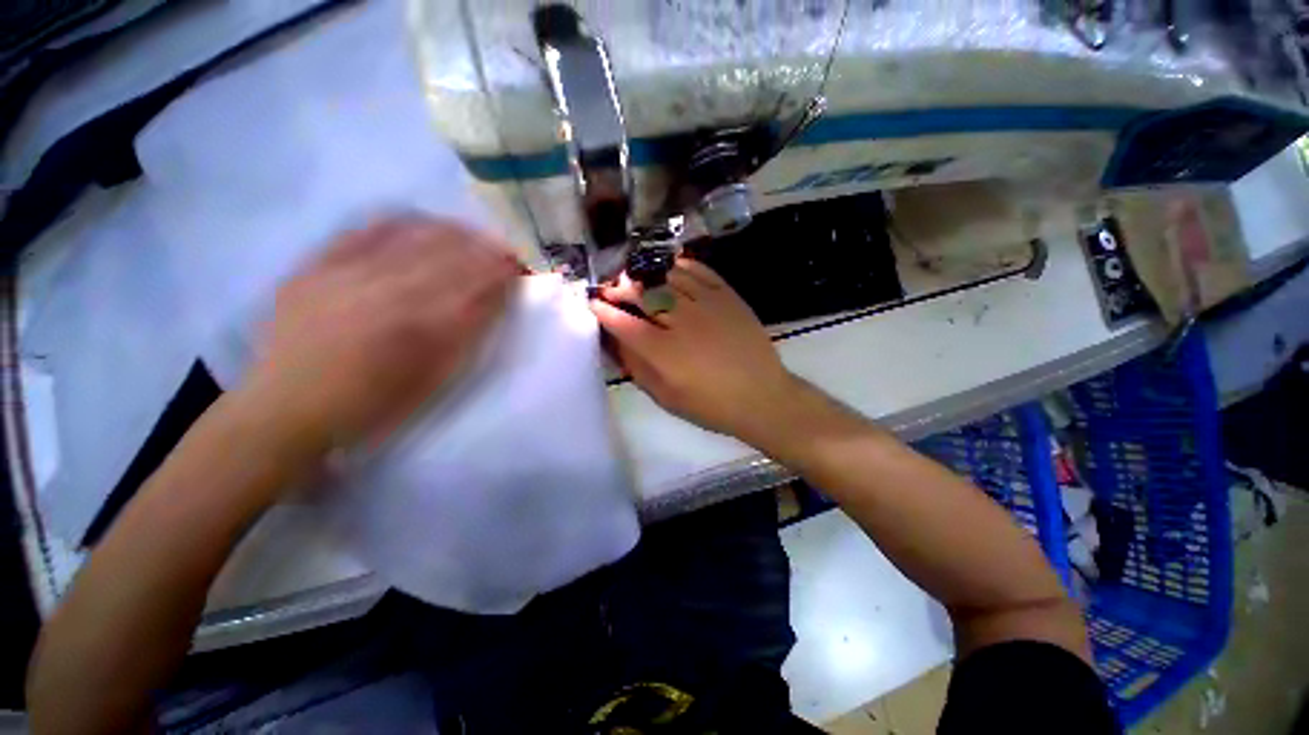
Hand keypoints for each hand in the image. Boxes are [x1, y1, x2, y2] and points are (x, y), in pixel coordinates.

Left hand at [242, 216, 516, 455]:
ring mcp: (346, 271)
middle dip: (484, 247)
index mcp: (418, 324)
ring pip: (412, 235)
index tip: (522, 264)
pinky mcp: (317, 264)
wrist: (287, 408)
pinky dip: (401, 222)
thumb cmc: (373, 404)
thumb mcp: (433, 378)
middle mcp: (385, 289)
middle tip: (505, 247)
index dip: (501, 270)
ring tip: (472, 235)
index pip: (473, 284)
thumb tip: (493, 299)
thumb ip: (466, 334)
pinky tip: (421, 222)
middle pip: (448, 254)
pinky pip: (366, 229)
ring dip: (452, 232)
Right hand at [590, 258, 800, 442]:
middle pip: (642, 293)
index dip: (604, 311)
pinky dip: (680, 266)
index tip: (594, 304)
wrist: (761, 396)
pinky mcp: (728, 296)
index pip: (624, 323)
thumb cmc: (710, 405)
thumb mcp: (665, 397)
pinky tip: (670, 269)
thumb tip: (618, 341)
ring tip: (636, 276)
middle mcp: (682, 321)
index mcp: (664, 352)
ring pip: (668, 277)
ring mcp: (707, 304)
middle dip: (620, 287)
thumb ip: (637, 367)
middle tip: (612, 288)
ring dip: (646, 273)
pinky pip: (699, 271)